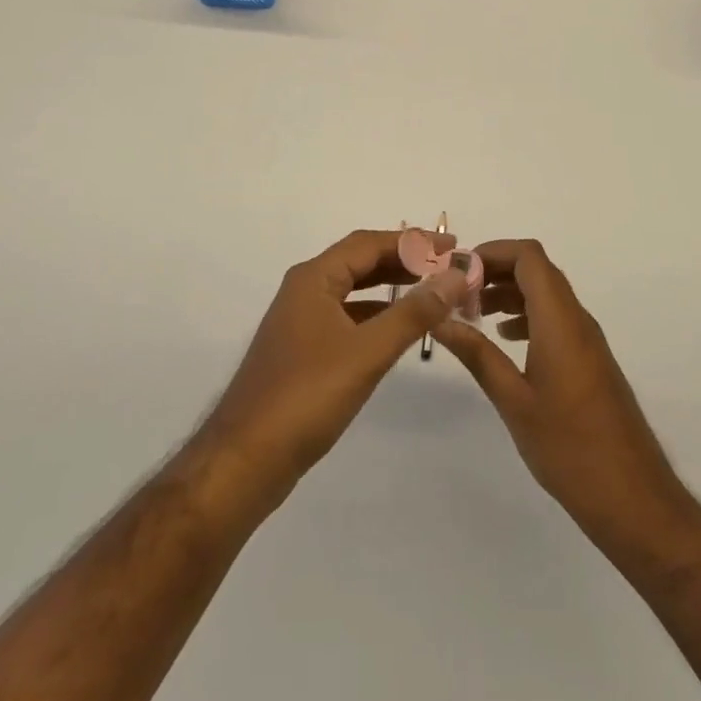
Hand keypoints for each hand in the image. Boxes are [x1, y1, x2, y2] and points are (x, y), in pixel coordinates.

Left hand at [195, 229, 469, 511]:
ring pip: (354, 291)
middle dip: (405, 262)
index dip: (412, 242)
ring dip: (392, 288)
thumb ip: (414, 312)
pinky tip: (399, 329)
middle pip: (361, 262)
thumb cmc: (307, 396)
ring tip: (433, 292)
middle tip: (448, 268)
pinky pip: (347, 317)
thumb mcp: (368, 352)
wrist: (246, 459)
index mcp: (314, 278)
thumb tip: (454, 275)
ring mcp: (301, 321)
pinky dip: (376, 315)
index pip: (369, 243)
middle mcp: (305, 290)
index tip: (452, 247)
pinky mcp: (303, 350)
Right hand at [433, 239, 696, 551]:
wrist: (634, 500)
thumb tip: (439, 319)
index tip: (455, 272)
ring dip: (509, 293)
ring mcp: (587, 341)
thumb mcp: (513, 401)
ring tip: (471, 314)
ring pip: (546, 294)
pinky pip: (555, 318)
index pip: (528, 256)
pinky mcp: (590, 361)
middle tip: (455, 292)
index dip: (491, 252)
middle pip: (536, 270)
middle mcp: (577, 320)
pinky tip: (503, 339)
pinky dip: (525, 315)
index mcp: (560, 321)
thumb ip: (476, 354)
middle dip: (494, 271)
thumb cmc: (570, 449)